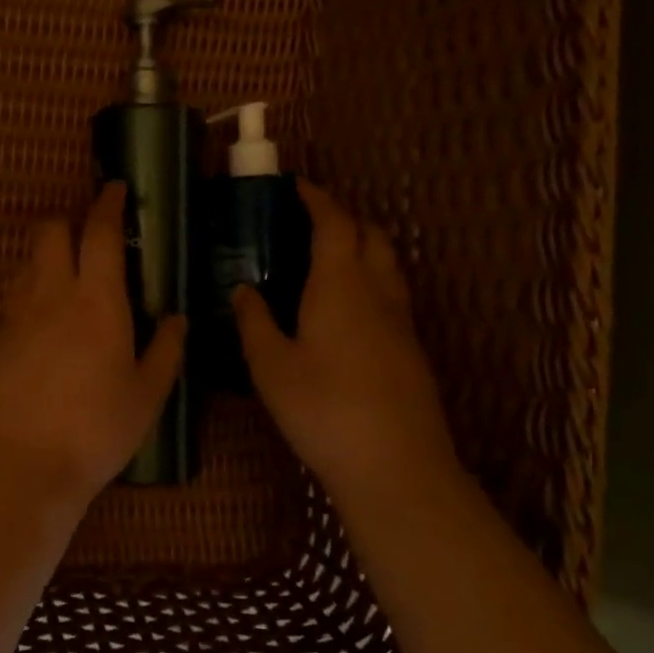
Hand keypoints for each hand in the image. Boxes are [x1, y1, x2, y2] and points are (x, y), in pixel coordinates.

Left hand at [0, 183, 186, 506]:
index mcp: (97, 302)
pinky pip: (13, 305)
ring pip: (26, 264)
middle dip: (68, 223)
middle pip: (49, 232)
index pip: (100, 233)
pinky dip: (30, 302)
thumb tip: (177, 318)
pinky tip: (43, 335)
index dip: (108, 204)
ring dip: (46, 260)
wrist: (22, 466)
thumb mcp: (147, 395)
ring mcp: (15, 318)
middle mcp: (51, 297)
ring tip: (67, 284)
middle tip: (89, 242)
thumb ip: (166, 350)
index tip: (116, 189)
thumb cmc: (97, 430)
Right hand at [232, 180, 462, 506]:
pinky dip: (370, 279)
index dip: (317, 198)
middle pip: (371, 235)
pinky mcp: (411, 349)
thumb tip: (243, 289)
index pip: (334, 223)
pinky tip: (347, 309)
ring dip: (363, 246)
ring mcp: (401, 321)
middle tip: (310, 220)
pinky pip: (392, 294)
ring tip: (329, 257)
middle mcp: (377, 292)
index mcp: (340, 285)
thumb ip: (254, 323)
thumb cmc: (323, 410)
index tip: (296, 186)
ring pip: (388, 264)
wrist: (396, 466)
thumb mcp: (271, 368)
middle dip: (344, 217)